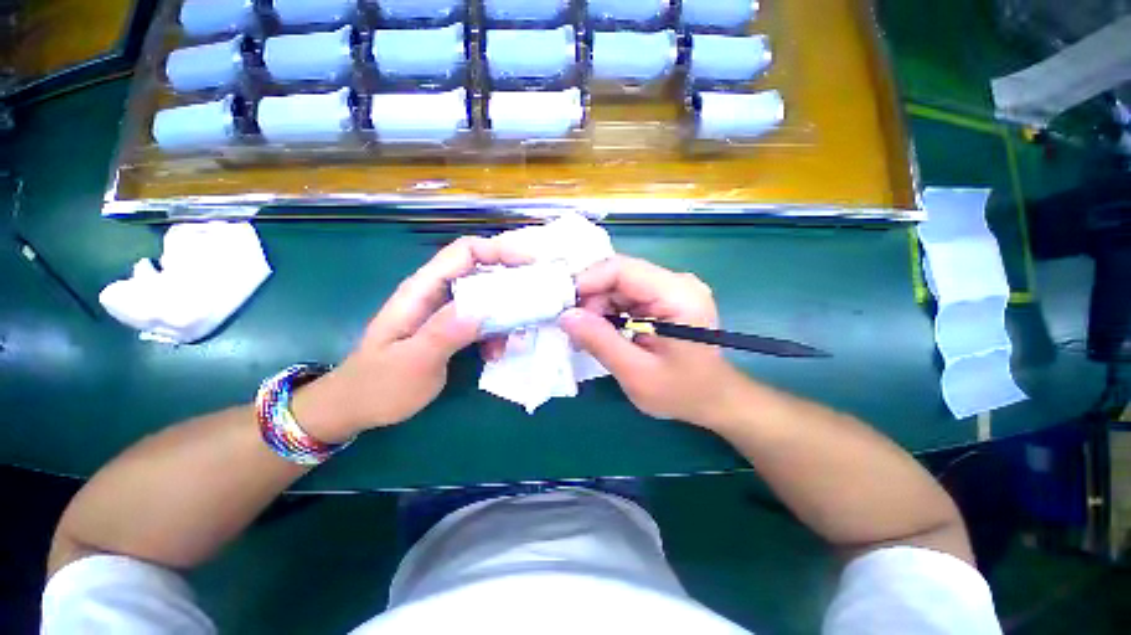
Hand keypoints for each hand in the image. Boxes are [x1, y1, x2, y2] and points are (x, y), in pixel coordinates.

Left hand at [293, 237, 530, 440]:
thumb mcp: (413, 362)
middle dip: (512, 282)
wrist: (357, 408)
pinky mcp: (451, 329)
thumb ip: (445, 333)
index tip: (530, 264)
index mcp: (423, 290)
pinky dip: (496, 333)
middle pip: (481, 272)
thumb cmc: (380, 386)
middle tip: (537, 299)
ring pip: (486, 299)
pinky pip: (483, 321)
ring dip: (506, 315)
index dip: (498, 250)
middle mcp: (437, 294)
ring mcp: (445, 312)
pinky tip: (496, 353)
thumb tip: (482, 309)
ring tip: (515, 339)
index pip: (464, 252)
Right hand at [558, 255, 745, 428]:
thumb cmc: (681, 392)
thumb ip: (600, 342)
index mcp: (678, 295)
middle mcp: (676, 282)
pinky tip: (601, 330)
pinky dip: (608, 310)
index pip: (622, 269)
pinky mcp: (663, 297)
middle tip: (574, 327)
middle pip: (619, 274)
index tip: (563, 306)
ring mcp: (670, 288)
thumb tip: (565, 316)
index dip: (587, 281)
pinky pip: (626, 294)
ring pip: (619, 283)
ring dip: (597, 305)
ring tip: (586, 333)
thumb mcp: (636, 373)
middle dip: (590, 297)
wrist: (713, 399)